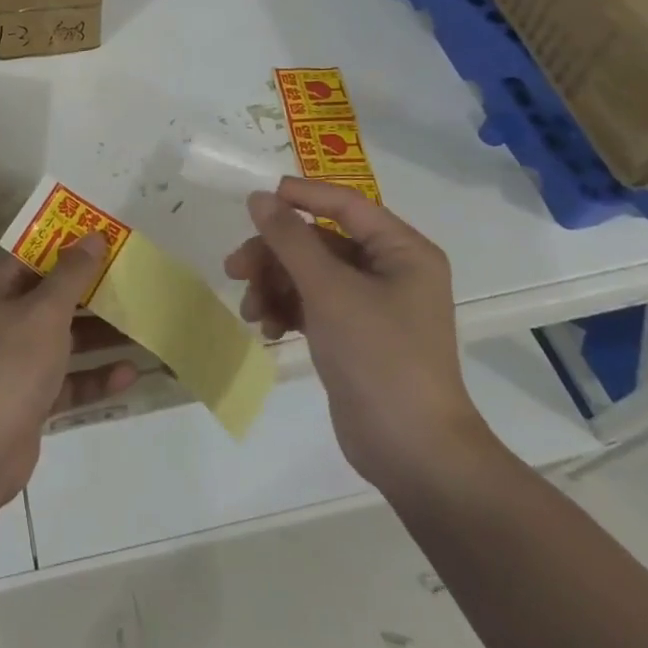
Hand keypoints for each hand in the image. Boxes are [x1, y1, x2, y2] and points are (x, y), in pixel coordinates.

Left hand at [0, 236, 138, 504]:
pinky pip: (67, 379)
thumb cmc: (9, 364)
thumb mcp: (45, 312)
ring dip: (100, 335)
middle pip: (52, 297)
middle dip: (92, 292)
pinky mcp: (30, 397)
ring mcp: (15, 360)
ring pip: (64, 339)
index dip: (68, 245)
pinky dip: (94, 376)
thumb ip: (72, 274)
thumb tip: (93, 236)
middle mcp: (3, 318)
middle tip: (133, 282)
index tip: (107, 241)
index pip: (34, 255)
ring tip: (141, 327)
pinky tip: (129, 374)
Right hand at [224, 178, 491, 490]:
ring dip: (274, 285)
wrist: (412, 453)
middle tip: (235, 268)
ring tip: (250, 309)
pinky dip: (285, 309)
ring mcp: (371, 304)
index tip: (253, 200)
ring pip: (308, 273)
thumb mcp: (329, 290)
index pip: (344, 203)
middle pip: (318, 240)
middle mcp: (390, 270)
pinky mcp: (353, 334)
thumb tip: (259, 197)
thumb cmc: (379, 357)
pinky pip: (311, 304)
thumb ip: (290, 239)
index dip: (299, 195)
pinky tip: (265, 327)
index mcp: (402, 250)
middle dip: (274, 254)